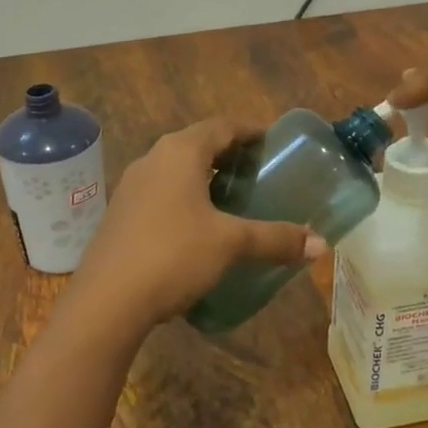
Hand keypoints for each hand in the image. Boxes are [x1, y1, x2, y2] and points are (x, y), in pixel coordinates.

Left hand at [59, 118, 325, 343]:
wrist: (107, 300)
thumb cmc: (173, 255)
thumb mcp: (230, 244)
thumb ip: (275, 239)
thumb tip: (320, 244)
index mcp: (180, 152)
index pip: (222, 126)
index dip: (250, 131)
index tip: (274, 143)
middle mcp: (153, 159)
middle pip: (199, 145)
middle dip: (230, 155)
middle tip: (260, 173)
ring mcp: (132, 186)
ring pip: (177, 169)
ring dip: (206, 178)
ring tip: (235, 200)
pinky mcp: (121, 213)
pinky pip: (162, 192)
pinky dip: (186, 198)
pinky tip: (200, 226)